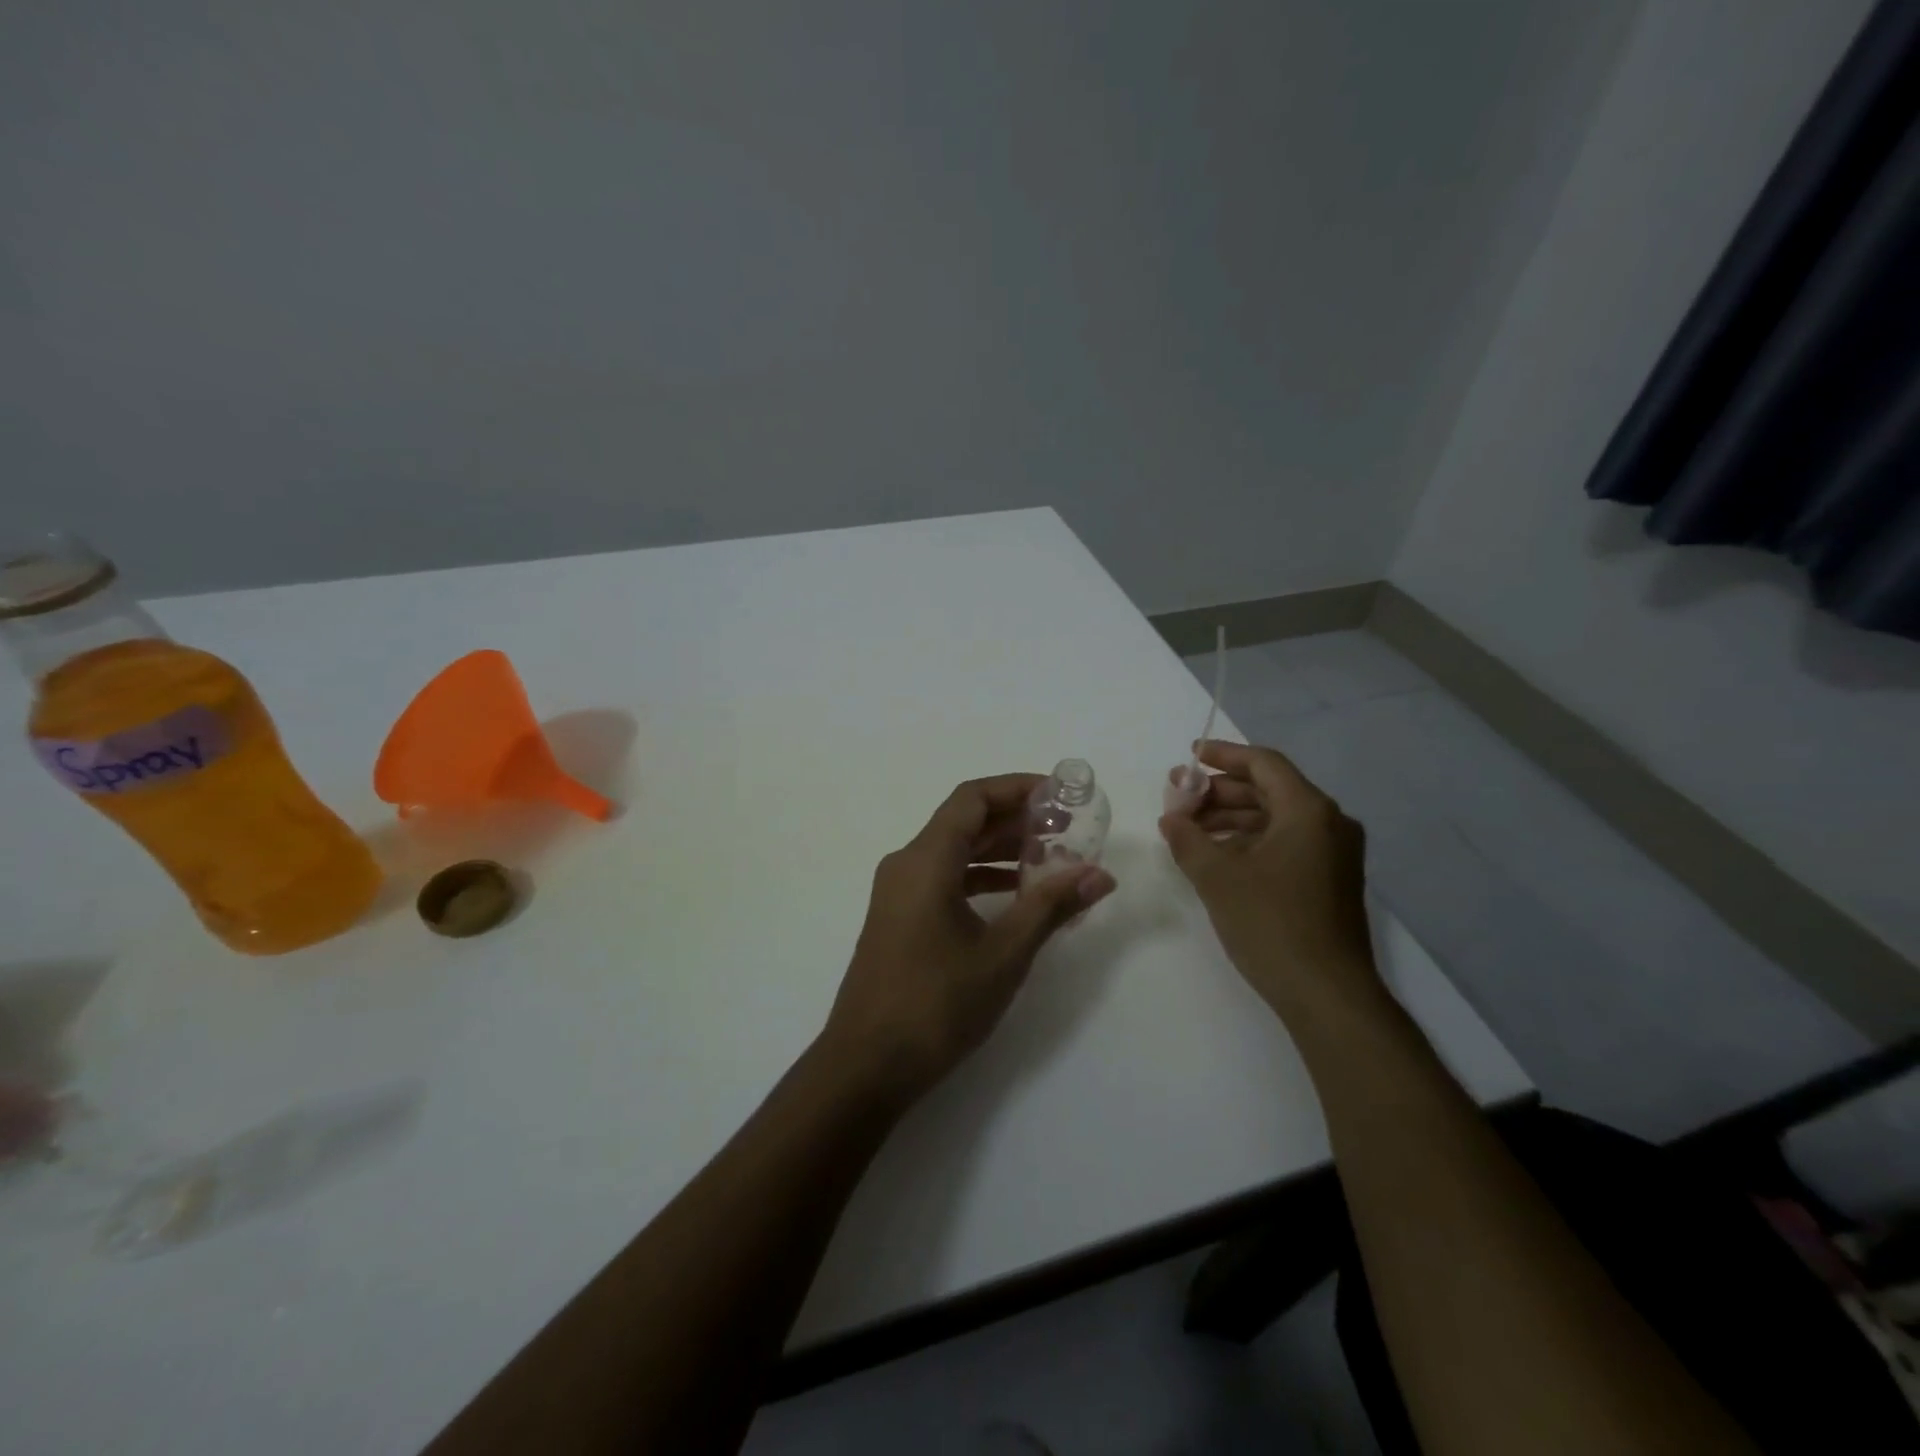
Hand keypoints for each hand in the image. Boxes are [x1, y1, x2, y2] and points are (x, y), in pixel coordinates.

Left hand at [821, 774, 1116, 1101]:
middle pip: (963, 822)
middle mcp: (906, 864)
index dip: (1016, 788)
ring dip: (998, 851)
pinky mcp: (898, 919)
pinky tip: (1014, 897)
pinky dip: (979, 878)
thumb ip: (1050, 907)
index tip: (1058, 795)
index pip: (972, 798)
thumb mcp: (1003, 954)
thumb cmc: (936, 1004)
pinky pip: (942, 879)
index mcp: (925, 860)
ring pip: (953, 852)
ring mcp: (897, 893)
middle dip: (1014, 820)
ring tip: (1049, 860)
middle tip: (1065, 829)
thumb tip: (1099, 874)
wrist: (866, 1065)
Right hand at [1159, 741, 1382, 1023]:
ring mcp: (1333, 854)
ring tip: (1189, 828)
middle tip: (1179, 798)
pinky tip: (1217, 855)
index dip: (1223, 755)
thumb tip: (1171, 818)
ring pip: (1275, 818)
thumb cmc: (1271, 923)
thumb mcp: (1217, 877)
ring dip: (1231, 817)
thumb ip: (1188, 838)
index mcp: (1308, 810)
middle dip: (1220, 791)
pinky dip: (1250, 840)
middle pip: (1269, 789)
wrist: (1327, 994)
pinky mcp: (1329, 880)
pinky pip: (1285, 843)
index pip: (1263, 764)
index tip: (1190, 756)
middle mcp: (1329, 823)